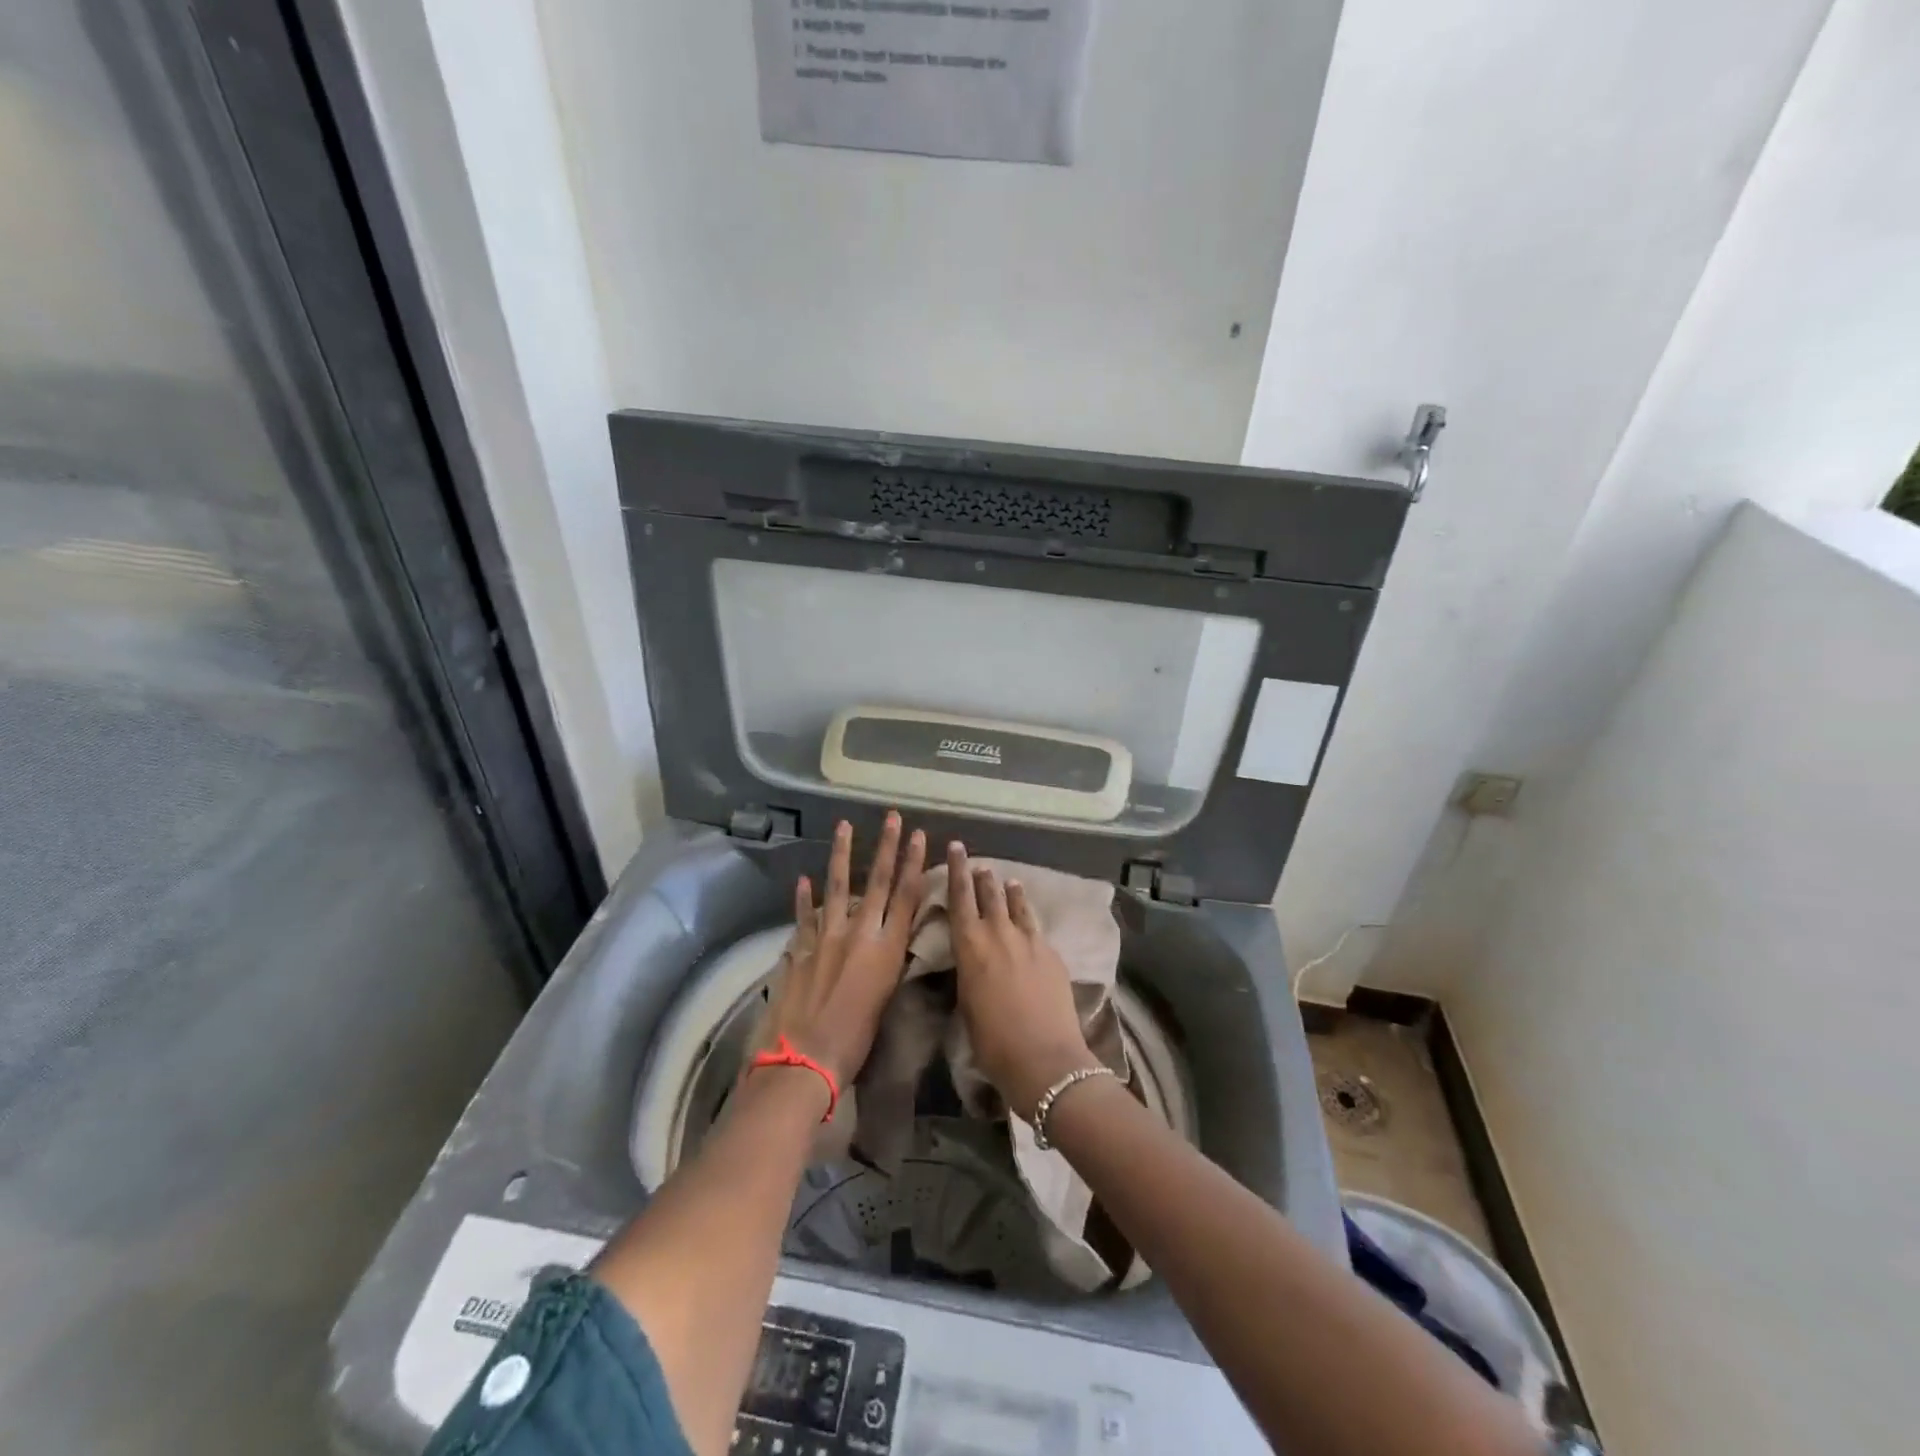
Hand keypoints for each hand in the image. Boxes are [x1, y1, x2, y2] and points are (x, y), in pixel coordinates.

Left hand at [764, 814, 926, 1087]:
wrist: (805, 1061)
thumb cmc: (855, 1043)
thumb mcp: (884, 1000)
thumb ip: (885, 965)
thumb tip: (883, 944)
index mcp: (886, 949)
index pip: (905, 896)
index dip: (913, 863)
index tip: (918, 835)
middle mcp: (859, 934)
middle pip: (876, 882)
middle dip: (887, 847)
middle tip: (892, 817)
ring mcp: (826, 937)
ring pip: (837, 886)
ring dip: (842, 854)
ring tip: (844, 826)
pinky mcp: (800, 948)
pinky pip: (804, 916)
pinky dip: (803, 898)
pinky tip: (803, 878)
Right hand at [946, 842, 1099, 1119]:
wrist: (1044, 1058)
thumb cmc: (993, 1042)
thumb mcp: (967, 1004)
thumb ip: (969, 973)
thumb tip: (974, 961)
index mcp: (970, 947)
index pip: (960, 898)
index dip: (957, 871)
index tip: (957, 847)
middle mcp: (999, 934)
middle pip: (989, 895)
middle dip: (981, 876)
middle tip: (978, 862)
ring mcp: (1029, 941)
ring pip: (1016, 906)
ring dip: (1009, 892)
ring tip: (1007, 881)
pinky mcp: (1052, 953)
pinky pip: (1036, 928)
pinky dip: (1028, 918)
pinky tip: (1029, 921)